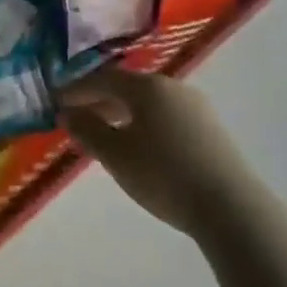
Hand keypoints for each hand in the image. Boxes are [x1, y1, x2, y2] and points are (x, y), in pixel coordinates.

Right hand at [62, 68, 250, 236]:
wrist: (231, 208)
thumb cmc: (163, 174)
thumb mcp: (115, 154)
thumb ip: (87, 130)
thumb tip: (67, 113)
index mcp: (147, 86)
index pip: (102, 78)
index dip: (76, 89)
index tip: (56, 101)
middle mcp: (173, 87)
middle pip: (127, 87)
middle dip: (98, 100)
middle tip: (77, 118)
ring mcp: (196, 107)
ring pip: (148, 102)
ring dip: (121, 113)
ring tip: (104, 134)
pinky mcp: (210, 129)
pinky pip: (166, 116)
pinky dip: (144, 123)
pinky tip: (138, 145)